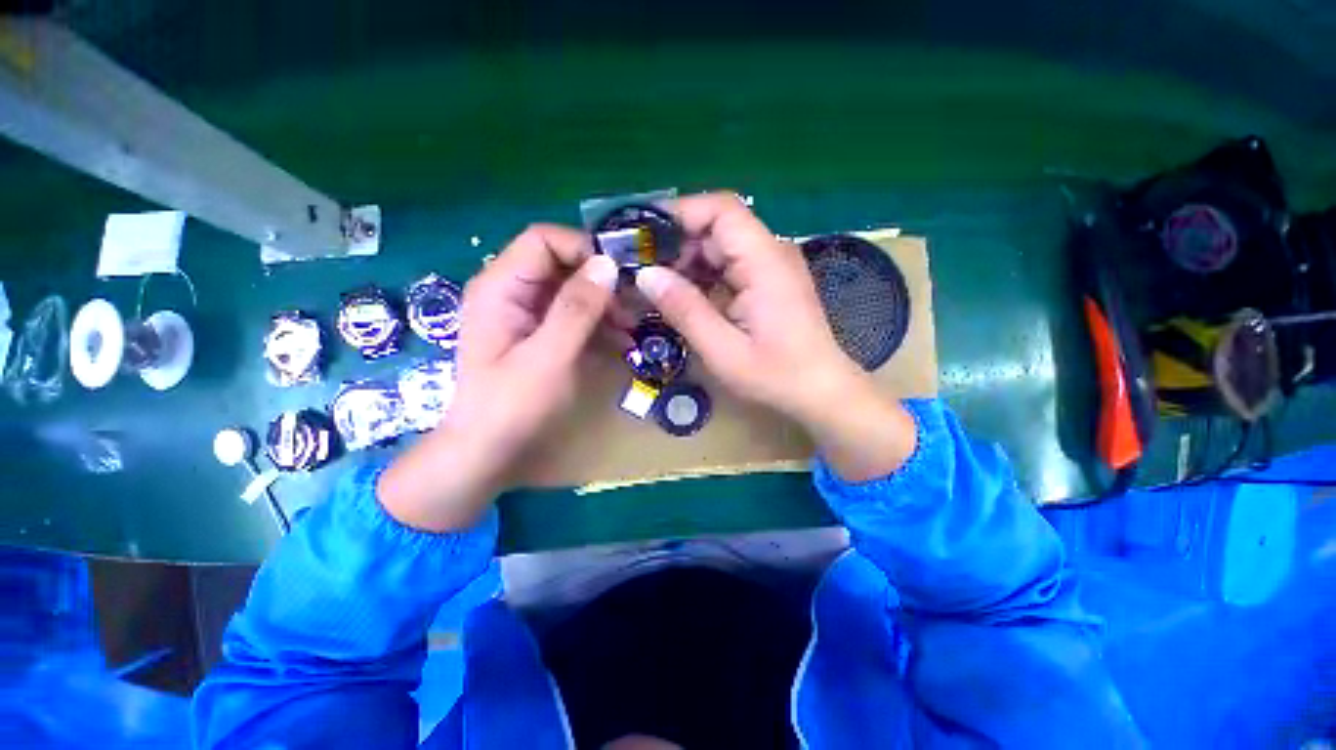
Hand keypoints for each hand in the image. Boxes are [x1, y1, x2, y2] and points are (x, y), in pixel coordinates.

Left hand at [378, 225, 618, 530]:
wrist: (487, 451)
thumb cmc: (512, 407)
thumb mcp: (547, 357)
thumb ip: (576, 310)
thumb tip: (608, 265)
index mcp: (501, 287)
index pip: (544, 240)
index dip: (584, 249)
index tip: (620, 276)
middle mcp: (511, 291)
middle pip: (561, 263)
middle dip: (600, 282)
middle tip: (632, 308)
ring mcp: (526, 313)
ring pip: (572, 289)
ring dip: (604, 305)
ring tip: (631, 329)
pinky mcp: (540, 333)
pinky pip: (573, 315)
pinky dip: (598, 324)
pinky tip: (620, 342)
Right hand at [635, 193, 916, 481]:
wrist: (821, 391)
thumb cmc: (776, 375)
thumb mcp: (723, 350)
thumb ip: (685, 310)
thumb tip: (645, 275)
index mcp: (764, 261)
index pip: (721, 209)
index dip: (680, 214)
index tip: (644, 237)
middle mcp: (770, 253)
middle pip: (717, 227)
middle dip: (677, 246)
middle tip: (644, 275)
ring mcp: (770, 267)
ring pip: (720, 247)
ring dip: (688, 264)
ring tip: (658, 290)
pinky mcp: (767, 282)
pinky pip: (729, 267)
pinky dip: (703, 278)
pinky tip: (685, 299)